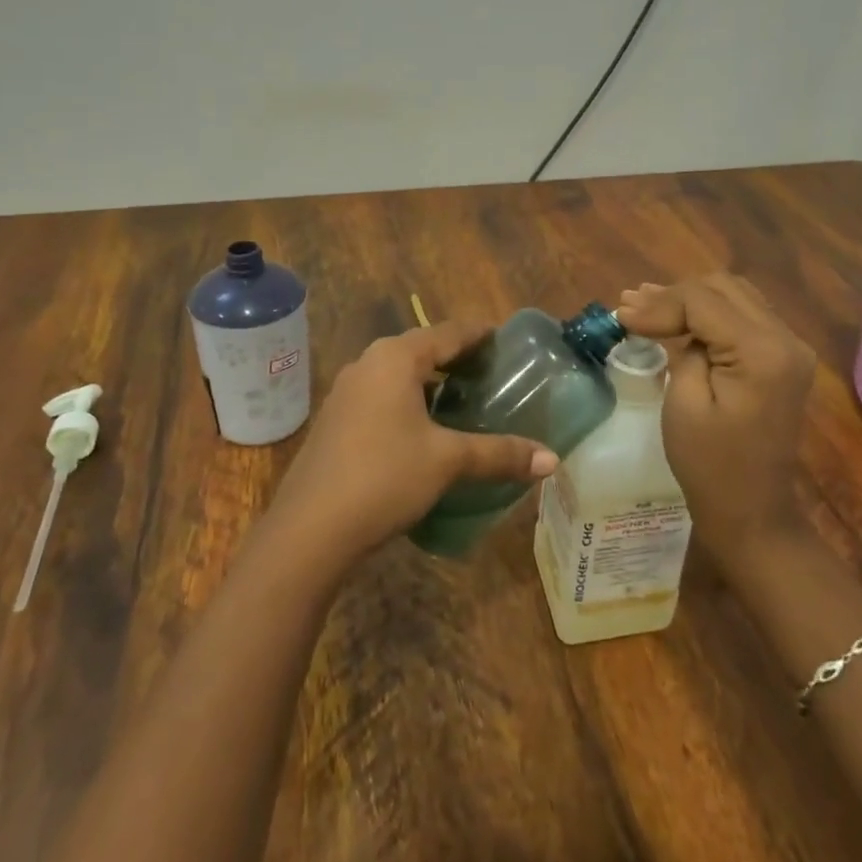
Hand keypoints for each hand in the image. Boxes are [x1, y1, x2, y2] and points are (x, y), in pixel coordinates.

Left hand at [265, 320, 558, 573]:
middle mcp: (367, 364)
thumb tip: (552, 460)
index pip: (447, 332)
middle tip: (492, 373)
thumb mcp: (448, 461)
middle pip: (421, 349)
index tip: (505, 340)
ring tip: (465, 400)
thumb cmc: (383, 477)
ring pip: (398, 375)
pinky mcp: (335, 421)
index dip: (478, 334)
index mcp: (395, 359)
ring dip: (430, 382)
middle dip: (456, 358)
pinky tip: (426, 430)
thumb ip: (500, 454)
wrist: (309, 529)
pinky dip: (409, 402)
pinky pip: (382, 397)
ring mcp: (346, 393)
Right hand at [615, 275, 818, 578]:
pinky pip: (744, 316)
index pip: (704, 302)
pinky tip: (678, 316)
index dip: (659, 303)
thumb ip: (682, 348)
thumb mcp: (684, 403)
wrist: (752, 512)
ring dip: (690, 298)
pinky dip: (709, 312)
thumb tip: (667, 316)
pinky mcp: (784, 358)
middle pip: (722, 288)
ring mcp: (790, 347)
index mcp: (763, 352)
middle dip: (673, 295)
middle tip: (629, 305)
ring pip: (734, 296)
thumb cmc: (710, 465)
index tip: (620, 313)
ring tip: (645, 303)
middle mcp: (786, 340)